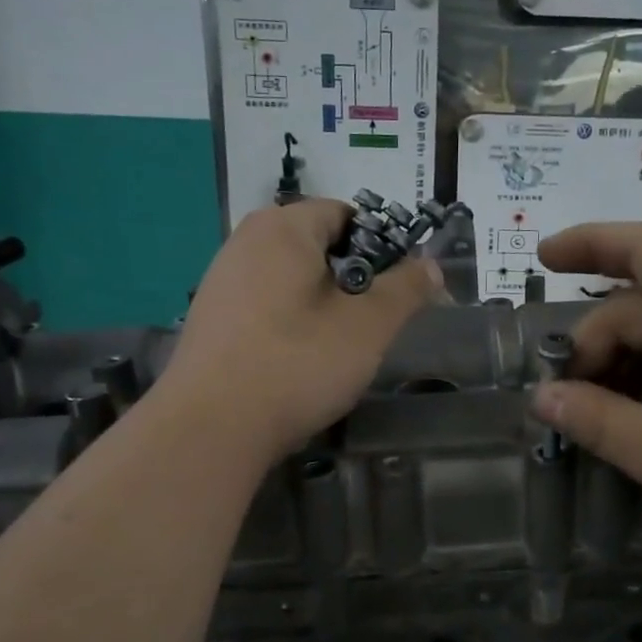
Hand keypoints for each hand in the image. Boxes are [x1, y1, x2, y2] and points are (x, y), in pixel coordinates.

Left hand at [160, 200, 442, 463]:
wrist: (211, 428)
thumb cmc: (297, 364)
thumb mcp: (368, 326)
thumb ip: (406, 289)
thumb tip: (430, 265)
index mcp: (283, 228)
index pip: (346, 213)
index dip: (383, 245)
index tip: (401, 288)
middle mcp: (245, 242)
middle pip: (318, 246)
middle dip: (354, 279)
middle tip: (375, 323)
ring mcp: (222, 281)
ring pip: (293, 279)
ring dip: (325, 304)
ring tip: (341, 348)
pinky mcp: (212, 320)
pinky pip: (267, 306)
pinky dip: (293, 323)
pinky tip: (300, 362)